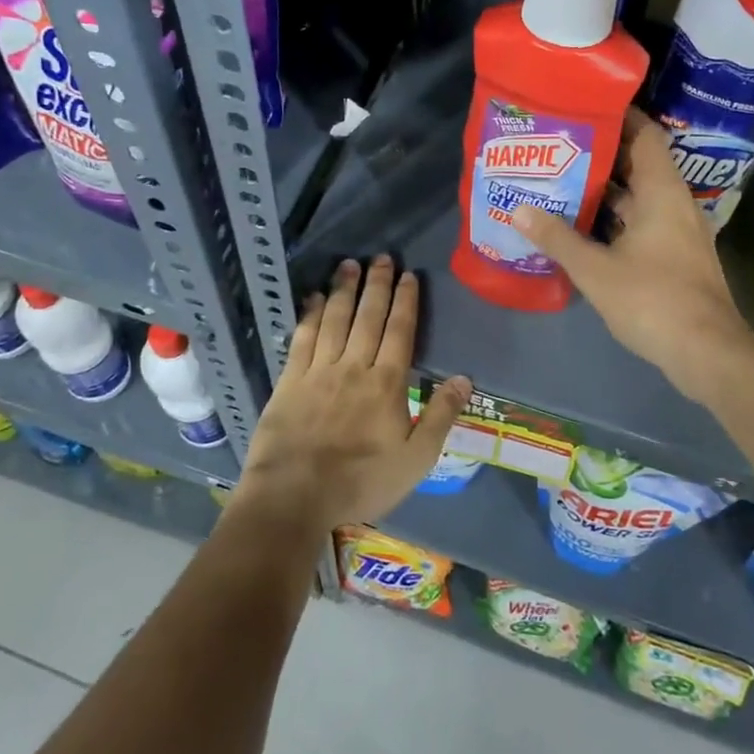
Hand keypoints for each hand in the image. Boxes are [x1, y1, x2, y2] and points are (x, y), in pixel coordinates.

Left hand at [232, 255, 471, 531]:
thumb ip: (440, 416)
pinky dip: (311, 314)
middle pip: (368, 317)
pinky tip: (315, 297)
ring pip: (335, 320)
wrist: (294, 496)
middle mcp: (353, 367)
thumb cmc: (361, 482)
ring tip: (350, 264)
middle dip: (377, 285)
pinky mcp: (289, 380)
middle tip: (381, 257)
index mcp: (386, 383)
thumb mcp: (416, 459)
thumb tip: (464, 377)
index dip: (405, 301)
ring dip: (345, 290)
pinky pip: (303, 338)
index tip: (408, 275)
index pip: (400, 331)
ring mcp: (318, 371)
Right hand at [513, 109, 753, 405]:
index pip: (646, 135)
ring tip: (563, 181)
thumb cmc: (653, 300)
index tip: (584, 108)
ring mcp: (679, 232)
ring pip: (640, 198)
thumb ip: (556, 237)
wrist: (707, 353)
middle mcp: (675, 204)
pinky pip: (643, 223)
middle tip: (559, 146)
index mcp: (662, 192)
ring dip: (607, 191)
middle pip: (640, 165)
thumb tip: (518, 209)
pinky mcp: (677, 257)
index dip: (620, 117)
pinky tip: (584, 227)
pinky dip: (616, 219)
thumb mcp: (595, 269)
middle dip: (602, 155)